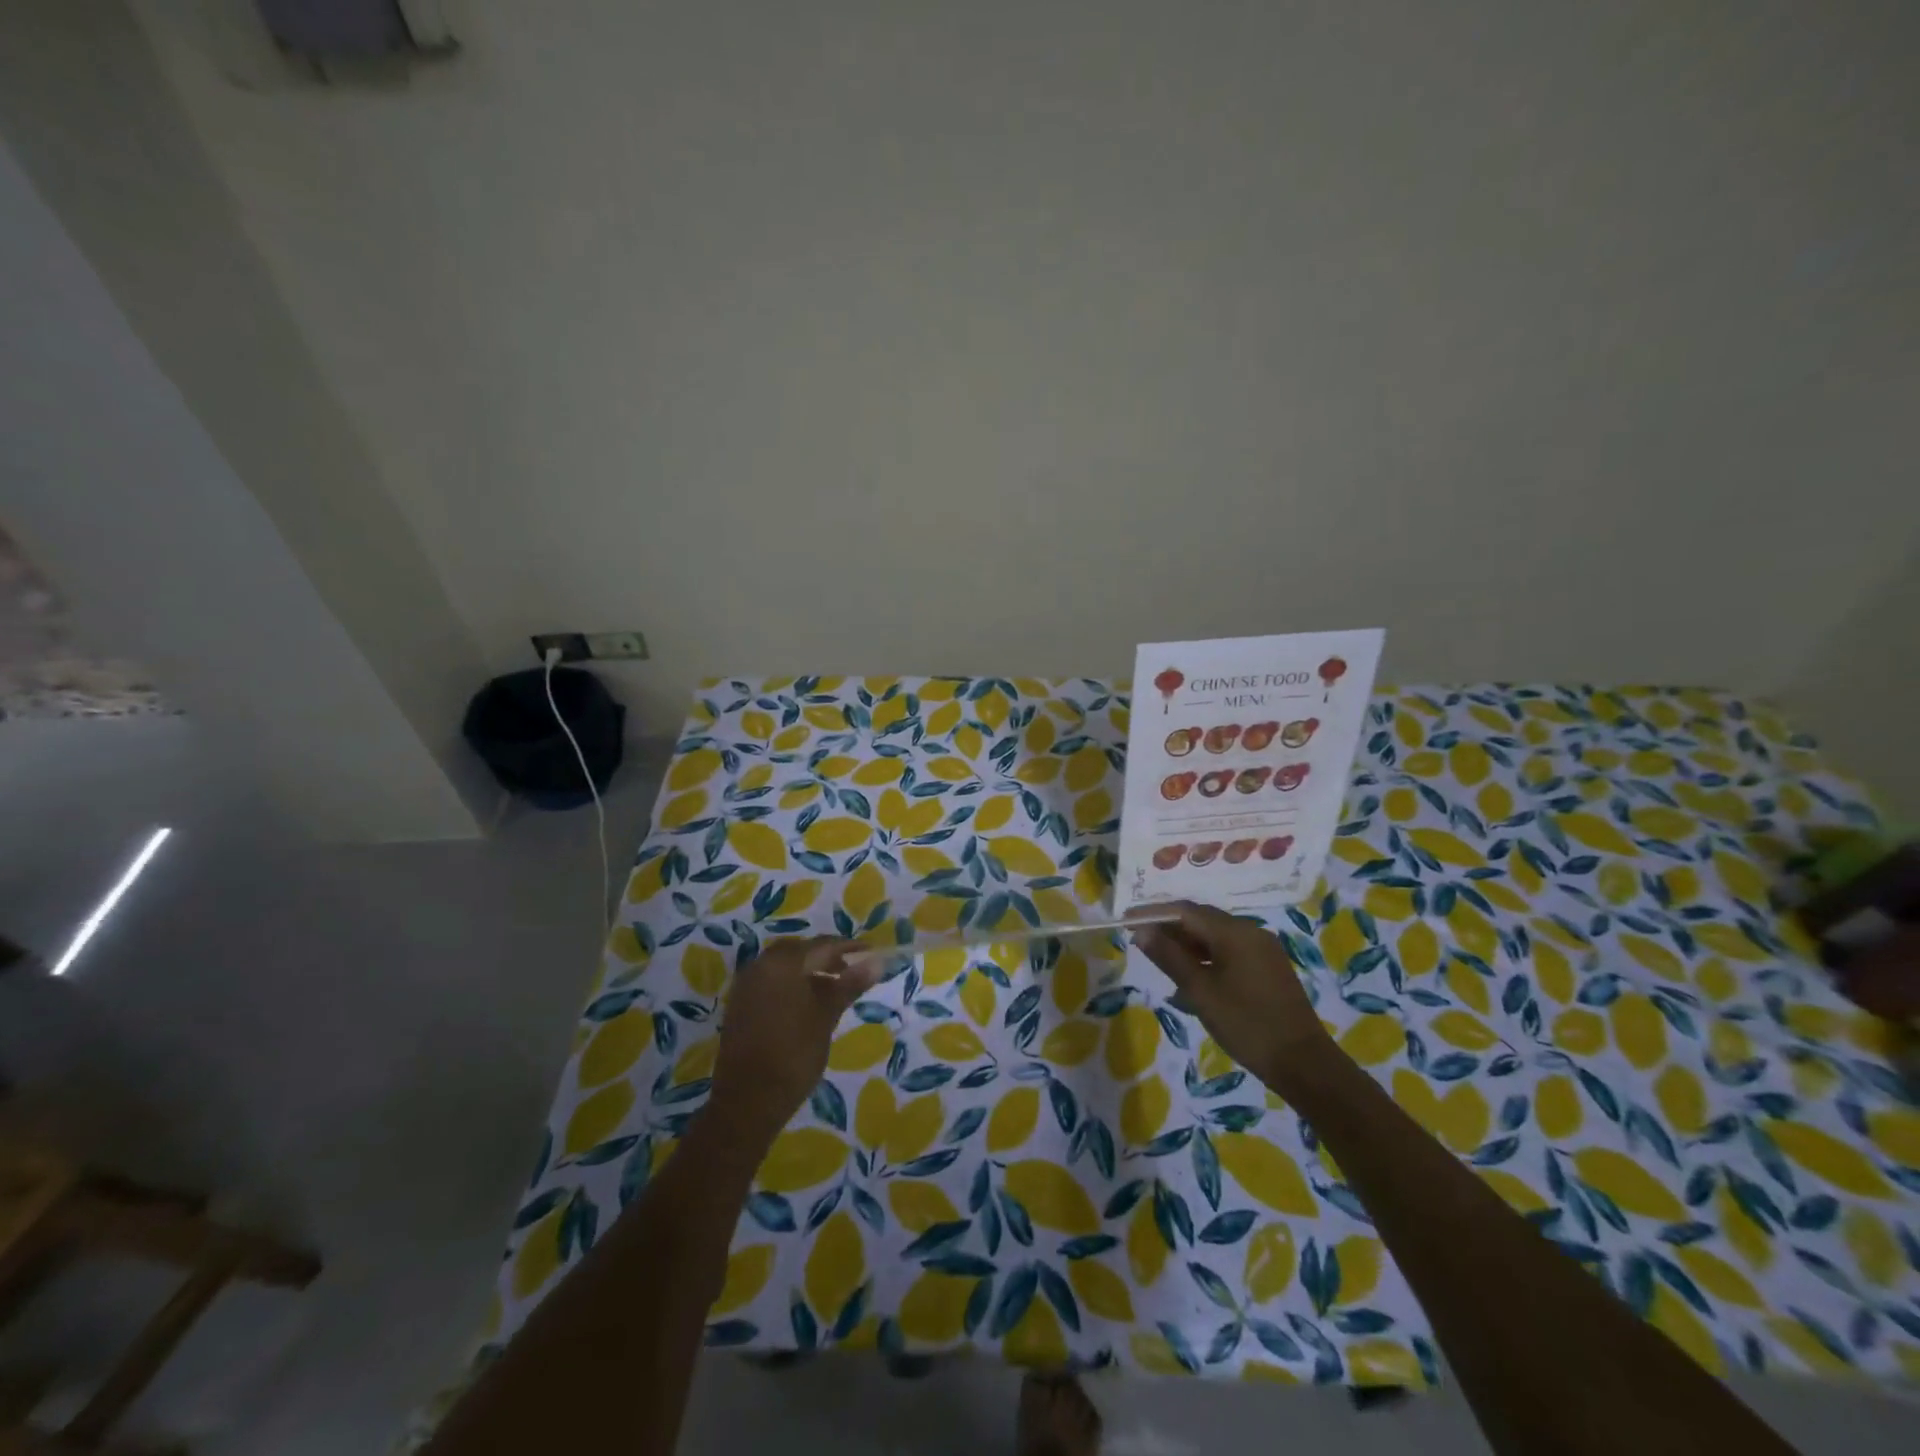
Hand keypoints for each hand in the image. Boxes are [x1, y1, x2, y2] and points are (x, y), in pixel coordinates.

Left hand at [708, 937, 878, 1142]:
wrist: (748, 1101)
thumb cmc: (794, 1054)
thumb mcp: (826, 1016)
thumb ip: (849, 984)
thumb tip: (877, 961)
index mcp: (782, 963)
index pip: (822, 945)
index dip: (848, 948)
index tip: (870, 953)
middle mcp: (760, 966)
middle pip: (800, 951)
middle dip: (826, 958)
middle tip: (850, 971)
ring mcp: (746, 986)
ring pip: (783, 967)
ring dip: (808, 971)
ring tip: (833, 990)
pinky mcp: (740, 1005)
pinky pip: (770, 982)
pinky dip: (791, 985)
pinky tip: (807, 1004)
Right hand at [1130, 901, 1332, 1095]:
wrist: (1304, 1064)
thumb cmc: (1247, 1024)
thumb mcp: (1200, 992)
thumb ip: (1170, 957)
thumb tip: (1142, 930)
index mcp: (1234, 932)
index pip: (1185, 911)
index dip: (1153, 913)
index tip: (1126, 920)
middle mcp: (1250, 932)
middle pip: (1201, 920)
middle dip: (1169, 928)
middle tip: (1140, 941)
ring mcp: (1262, 950)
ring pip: (1215, 937)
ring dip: (1187, 946)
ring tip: (1161, 962)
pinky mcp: (1268, 969)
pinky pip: (1229, 952)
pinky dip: (1206, 960)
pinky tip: (1190, 982)